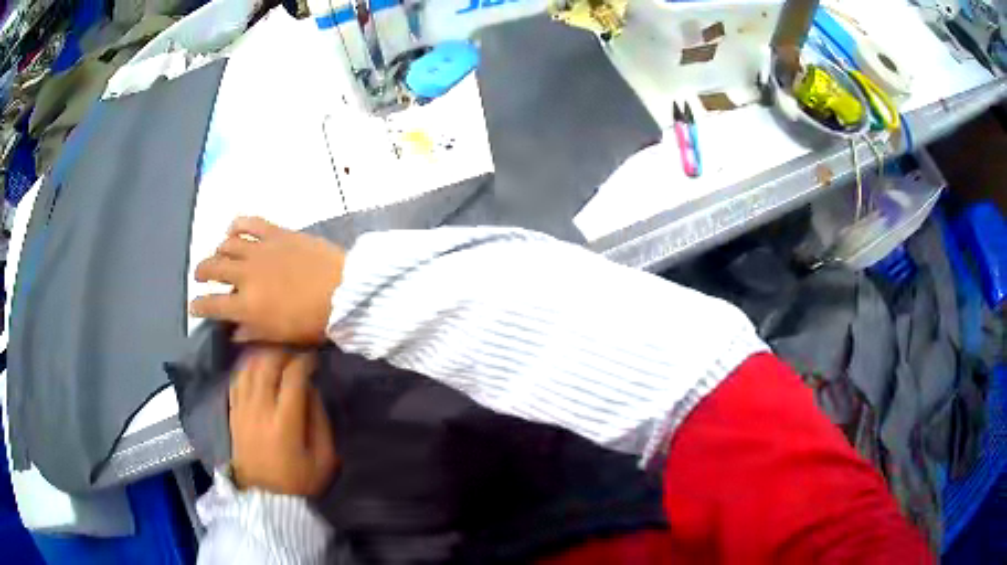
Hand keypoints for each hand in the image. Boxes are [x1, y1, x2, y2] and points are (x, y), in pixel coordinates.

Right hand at [190, 217, 344, 343]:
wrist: (344, 291)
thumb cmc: (313, 321)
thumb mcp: (280, 335)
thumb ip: (253, 333)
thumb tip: (234, 332)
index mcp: (246, 306)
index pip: (212, 305)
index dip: (198, 306)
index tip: (193, 306)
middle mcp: (245, 275)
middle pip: (212, 269)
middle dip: (201, 273)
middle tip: (201, 277)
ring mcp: (259, 250)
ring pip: (226, 245)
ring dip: (217, 251)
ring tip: (218, 255)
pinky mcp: (275, 232)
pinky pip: (248, 222)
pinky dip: (236, 225)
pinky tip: (232, 230)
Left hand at [229, 348, 337, 495]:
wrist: (266, 499)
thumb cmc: (300, 481)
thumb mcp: (323, 458)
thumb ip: (319, 420)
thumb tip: (312, 389)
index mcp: (285, 422)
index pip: (293, 377)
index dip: (305, 361)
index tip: (314, 359)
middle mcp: (260, 410)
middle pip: (267, 364)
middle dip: (283, 352)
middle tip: (295, 354)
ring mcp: (242, 410)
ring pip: (249, 368)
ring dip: (263, 356)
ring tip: (277, 356)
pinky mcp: (233, 413)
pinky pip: (236, 380)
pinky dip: (247, 367)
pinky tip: (256, 366)